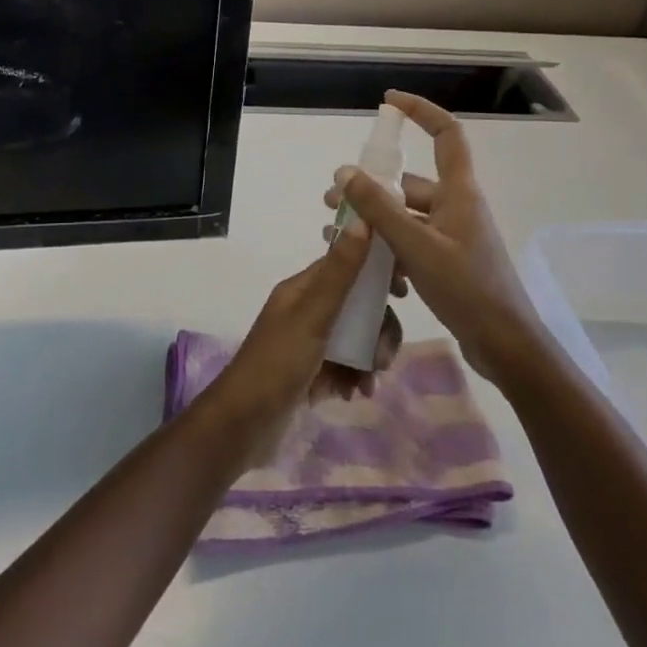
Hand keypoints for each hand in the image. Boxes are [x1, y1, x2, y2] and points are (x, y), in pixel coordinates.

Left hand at [203, 220, 403, 459]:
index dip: (376, 272)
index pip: (346, 265)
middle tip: (384, 356)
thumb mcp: (313, 316)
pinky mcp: (311, 374)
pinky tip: (355, 395)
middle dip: (378, 328)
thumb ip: (340, 272)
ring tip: (369, 380)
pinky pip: (346, 366)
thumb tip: (364, 219)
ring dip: (369, 357)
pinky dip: (356, 378)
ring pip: (355, 338)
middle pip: (357, 306)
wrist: (242, 426)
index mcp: (302, 290)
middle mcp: (306, 311)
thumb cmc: (277, 364)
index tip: (404, 292)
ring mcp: (308, 344)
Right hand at [324, 91, 543, 384]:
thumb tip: (345, 172)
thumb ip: (380, 208)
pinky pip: (411, 244)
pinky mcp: (447, 262)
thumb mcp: (416, 246)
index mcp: (459, 192)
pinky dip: (389, 252)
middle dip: (369, 189)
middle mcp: (456, 206)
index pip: (446, 133)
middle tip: (333, 202)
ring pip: (405, 217)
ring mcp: (452, 236)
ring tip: (338, 237)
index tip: (388, 102)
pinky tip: (369, 273)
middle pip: (409, 183)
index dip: (420, 111)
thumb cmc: (467, 289)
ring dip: (374, 224)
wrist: (506, 347)